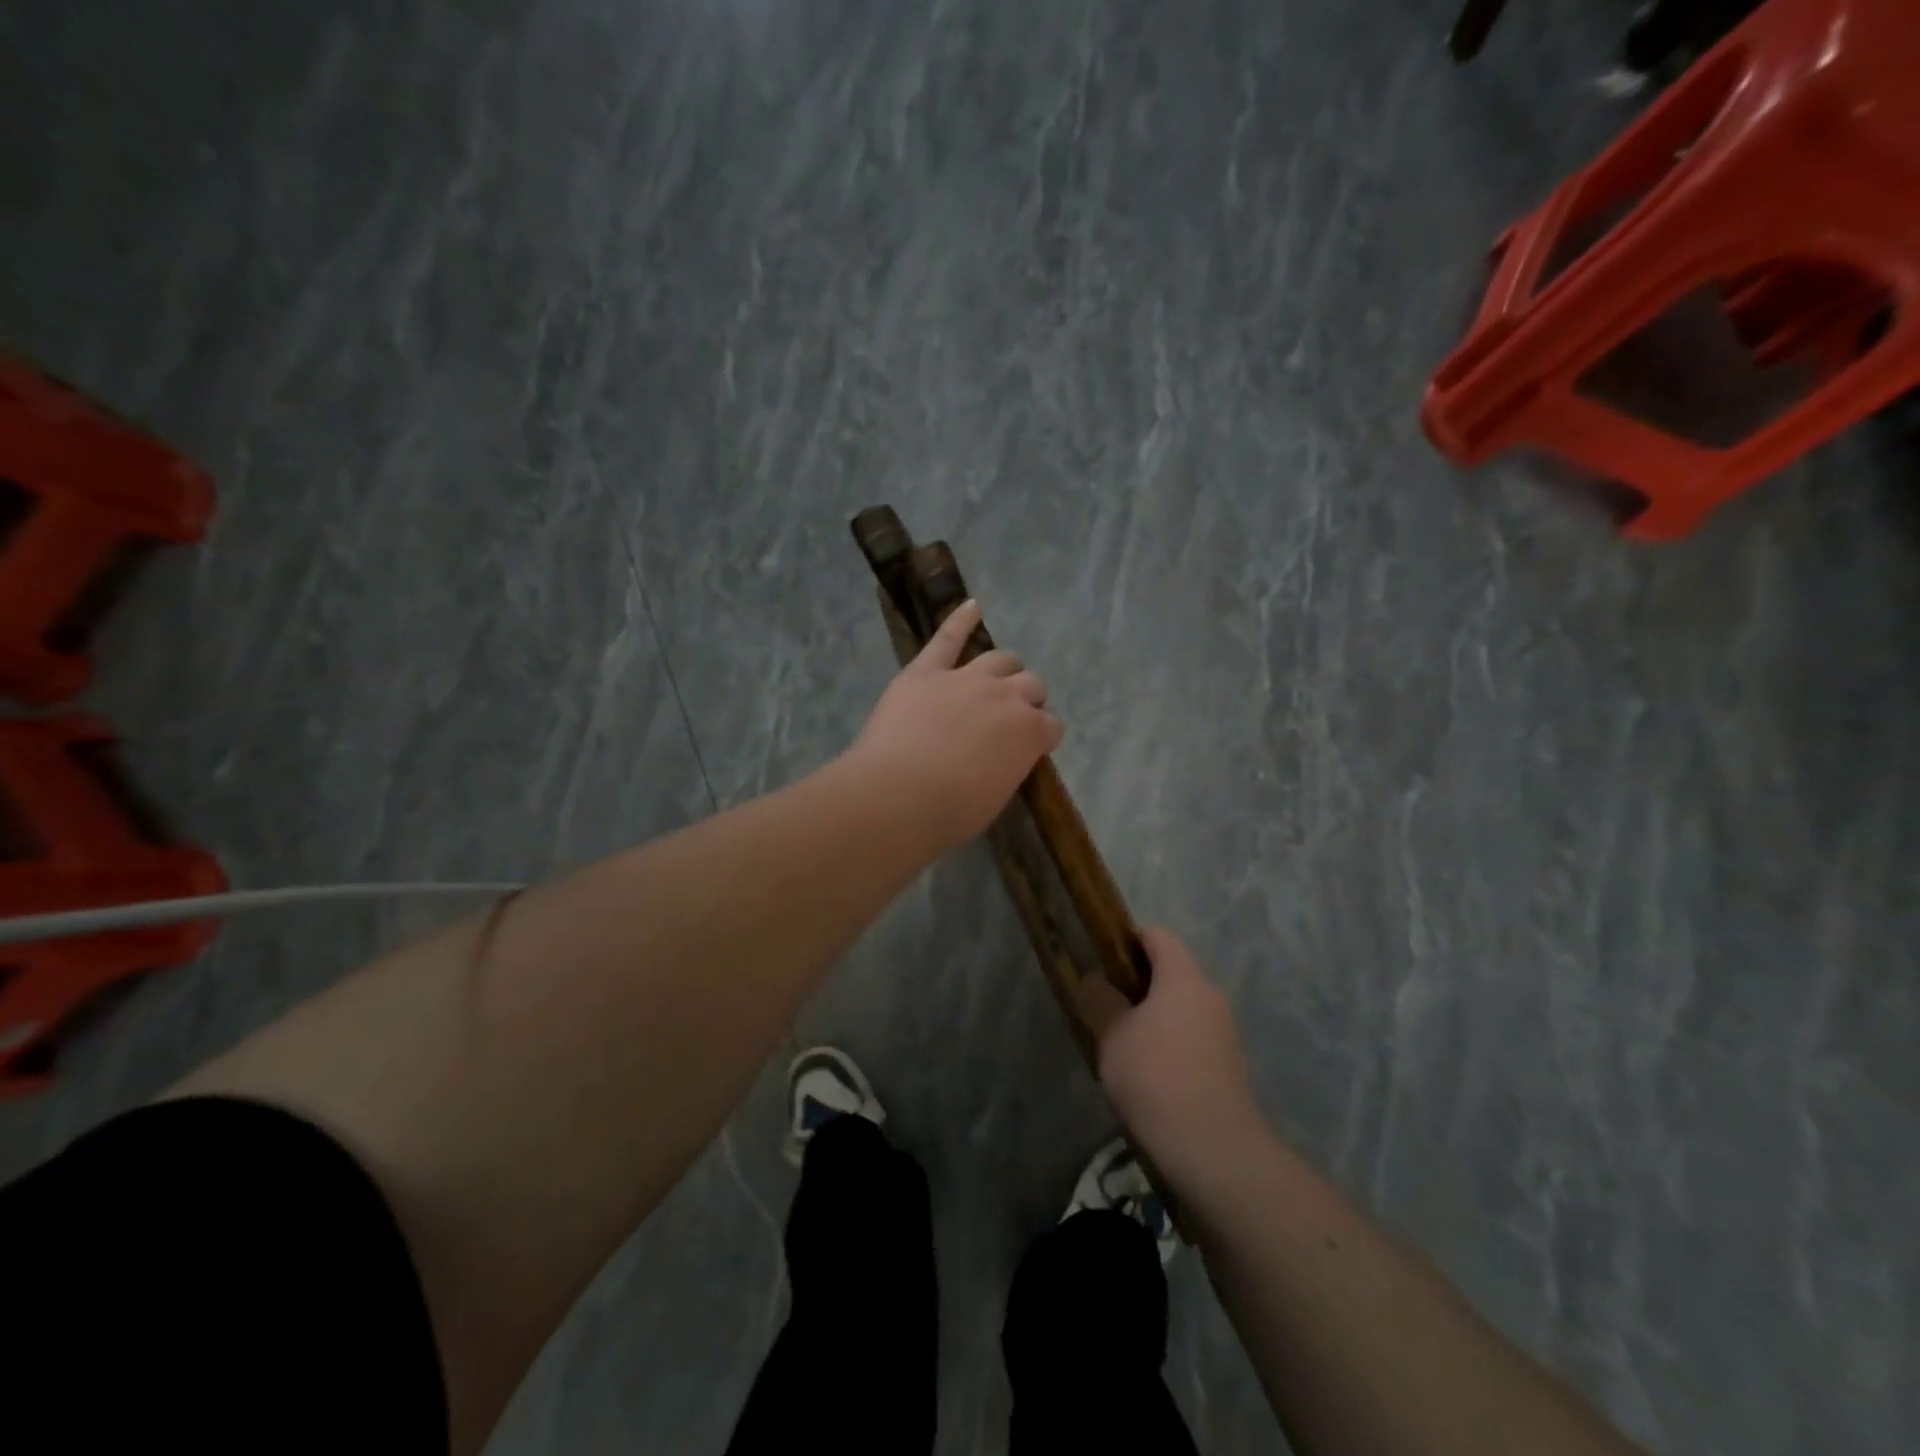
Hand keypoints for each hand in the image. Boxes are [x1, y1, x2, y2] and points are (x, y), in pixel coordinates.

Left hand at [850, 601, 1063, 849]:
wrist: (899, 795)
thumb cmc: (951, 812)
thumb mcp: (996, 797)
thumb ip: (1008, 767)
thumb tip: (1004, 759)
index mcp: (1030, 733)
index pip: (1051, 725)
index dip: (1042, 735)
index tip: (1031, 746)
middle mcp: (1006, 697)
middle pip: (1031, 684)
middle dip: (1027, 698)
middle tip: (1010, 716)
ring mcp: (966, 678)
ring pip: (1000, 659)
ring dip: (1004, 668)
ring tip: (996, 677)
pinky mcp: (927, 670)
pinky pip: (947, 638)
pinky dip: (960, 619)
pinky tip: (971, 606)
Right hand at [1084, 928, 1265, 1180]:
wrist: (1214, 1148)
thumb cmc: (1155, 1077)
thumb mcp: (1113, 1037)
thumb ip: (1102, 1002)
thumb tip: (1095, 980)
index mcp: (1183, 977)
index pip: (1157, 936)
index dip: (1128, 941)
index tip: (1104, 963)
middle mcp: (1210, 994)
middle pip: (1173, 970)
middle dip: (1140, 983)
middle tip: (1109, 1007)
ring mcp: (1225, 1029)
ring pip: (1184, 1005)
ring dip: (1157, 1015)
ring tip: (1127, 1044)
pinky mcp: (1231, 1062)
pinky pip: (1195, 1034)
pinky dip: (1174, 1041)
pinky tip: (1153, 1073)